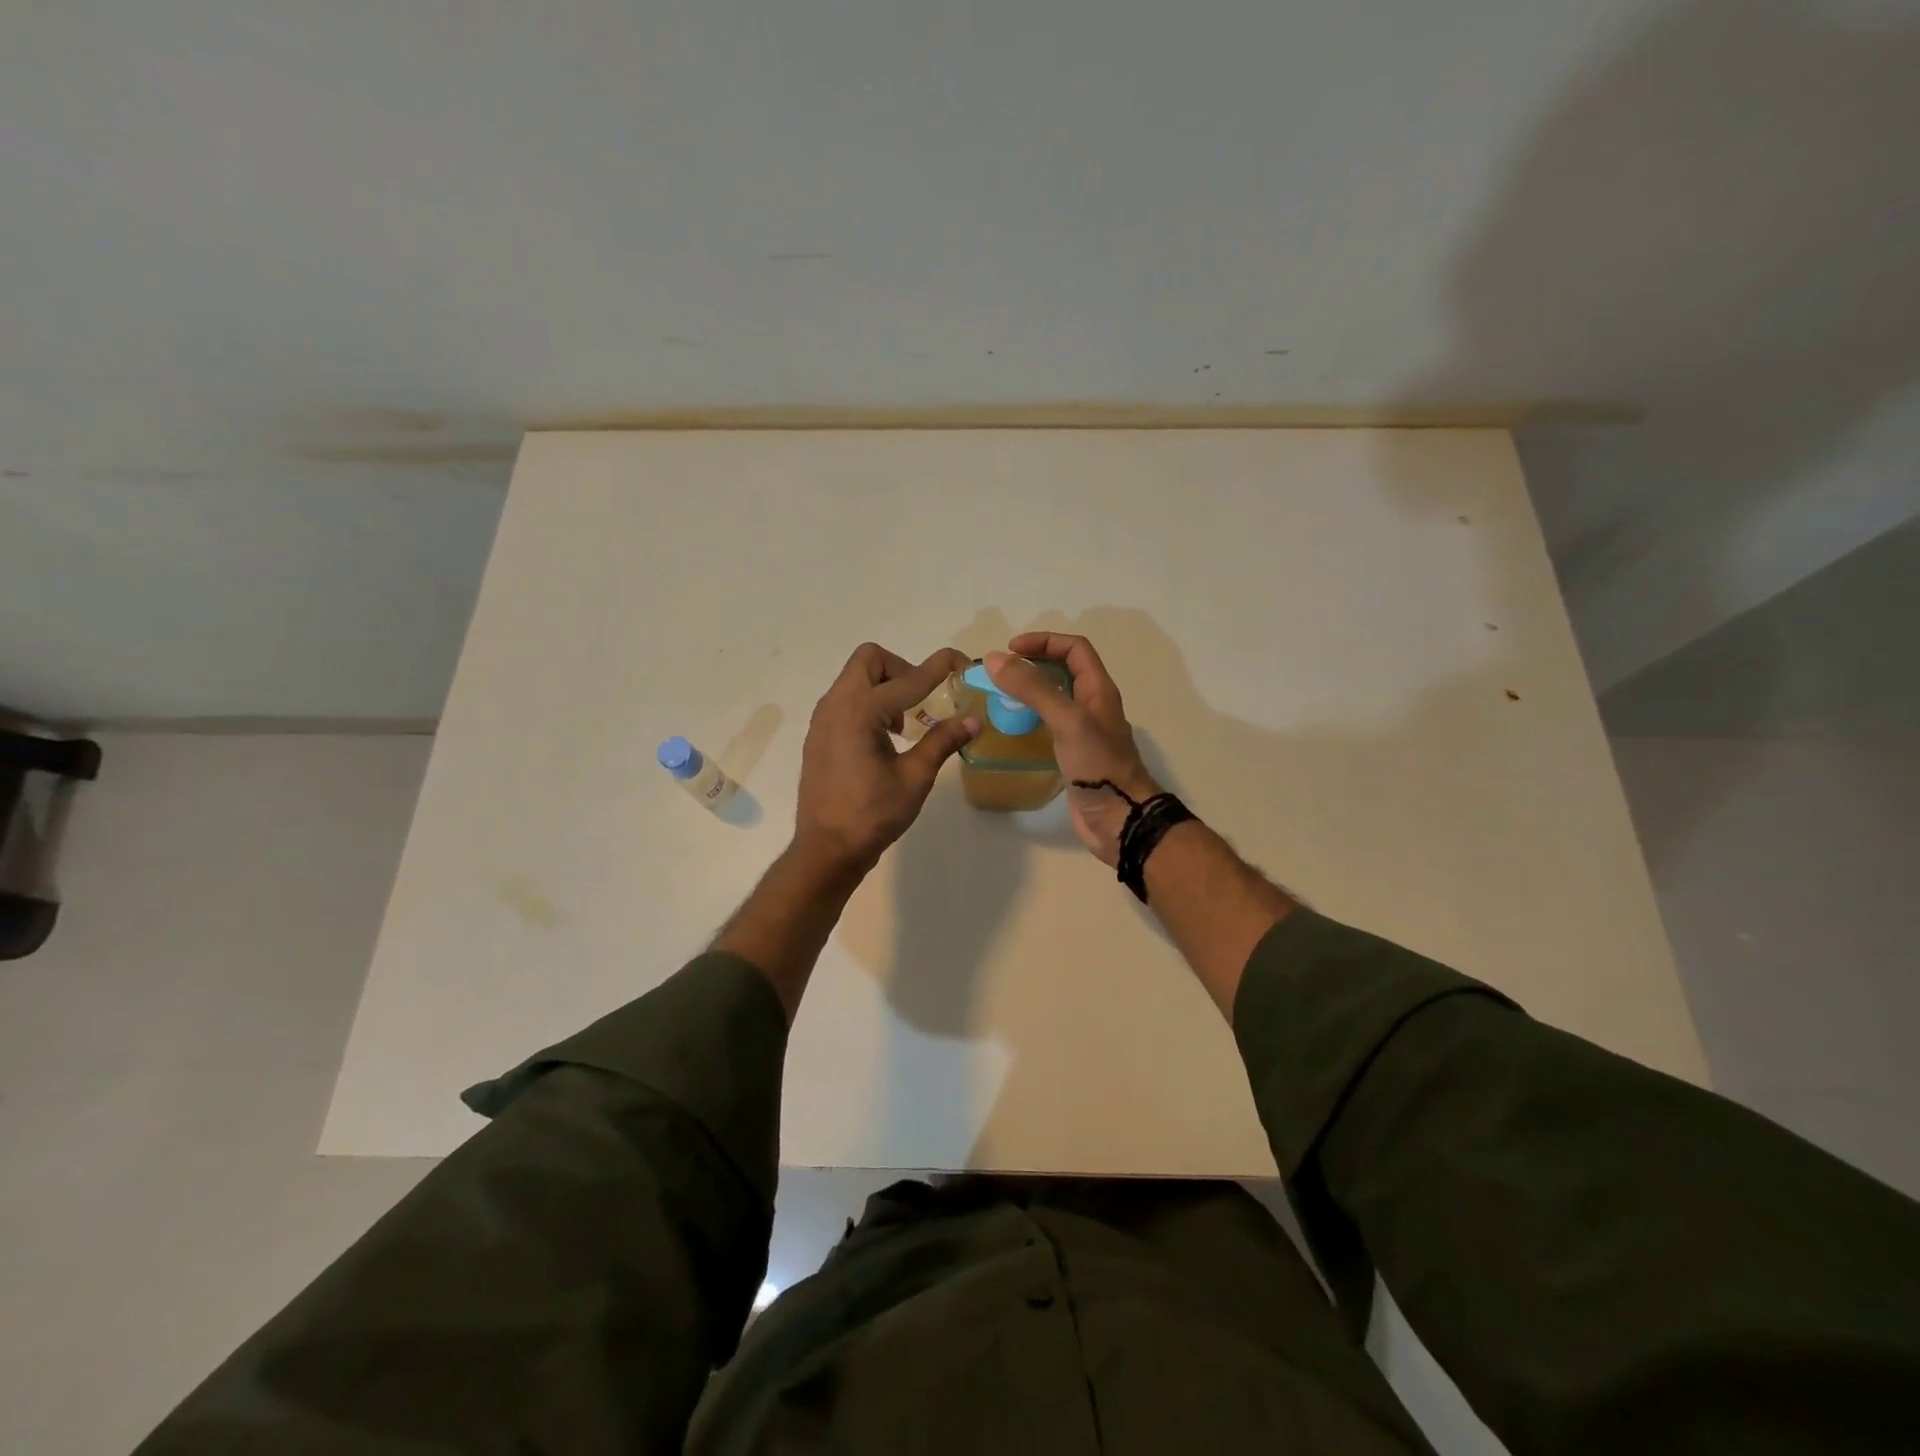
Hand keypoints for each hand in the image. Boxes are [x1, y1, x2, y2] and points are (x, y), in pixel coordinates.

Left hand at [795, 643, 979, 873]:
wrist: (826, 849)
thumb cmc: (872, 815)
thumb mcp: (915, 778)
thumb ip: (942, 741)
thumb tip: (974, 720)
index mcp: (860, 711)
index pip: (908, 678)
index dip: (939, 667)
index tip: (962, 661)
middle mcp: (836, 704)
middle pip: (870, 660)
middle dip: (901, 669)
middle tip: (922, 699)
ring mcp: (823, 718)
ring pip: (855, 677)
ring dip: (884, 686)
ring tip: (905, 724)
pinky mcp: (818, 734)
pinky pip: (845, 698)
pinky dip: (868, 702)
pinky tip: (883, 738)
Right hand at [985, 633, 1159, 866]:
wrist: (1120, 819)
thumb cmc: (1099, 765)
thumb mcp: (1067, 720)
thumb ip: (1034, 689)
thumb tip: (995, 659)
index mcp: (1098, 690)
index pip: (1074, 649)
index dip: (1044, 641)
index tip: (1010, 650)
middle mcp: (1092, 706)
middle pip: (1064, 672)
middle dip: (1033, 665)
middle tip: (1000, 674)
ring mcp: (1083, 733)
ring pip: (1055, 700)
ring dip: (1029, 693)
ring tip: (999, 698)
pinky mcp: (1073, 756)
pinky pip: (1049, 728)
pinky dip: (1029, 721)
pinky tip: (1010, 731)